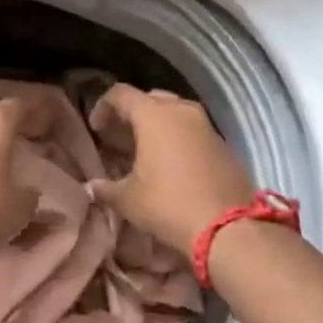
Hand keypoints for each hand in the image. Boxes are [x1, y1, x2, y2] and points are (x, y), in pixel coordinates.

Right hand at [87, 84, 255, 252]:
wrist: (230, 229)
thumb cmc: (170, 205)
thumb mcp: (129, 200)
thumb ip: (106, 189)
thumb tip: (92, 187)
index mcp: (152, 115)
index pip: (120, 94)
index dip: (103, 107)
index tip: (97, 128)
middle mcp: (180, 110)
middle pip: (149, 98)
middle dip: (132, 113)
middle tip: (121, 136)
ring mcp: (205, 124)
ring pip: (174, 111)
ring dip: (158, 124)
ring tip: (147, 148)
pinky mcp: (222, 143)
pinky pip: (193, 128)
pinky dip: (178, 137)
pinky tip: (173, 163)